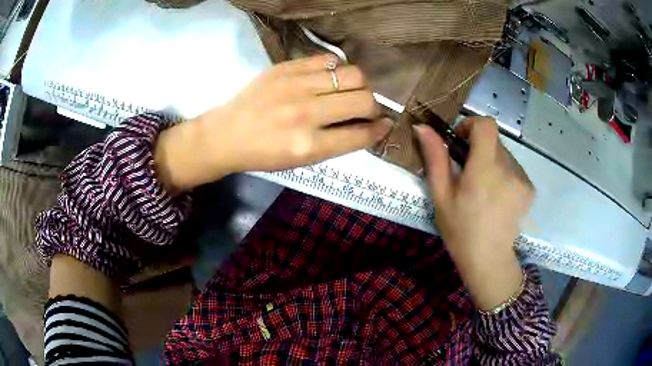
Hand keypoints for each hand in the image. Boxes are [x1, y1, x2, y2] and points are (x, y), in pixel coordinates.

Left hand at [155, 55, 391, 190]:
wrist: (226, 134)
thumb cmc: (263, 154)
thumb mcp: (302, 160)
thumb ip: (337, 143)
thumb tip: (370, 125)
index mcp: (310, 146)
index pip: (361, 134)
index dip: (380, 129)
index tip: (385, 124)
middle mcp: (307, 114)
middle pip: (364, 99)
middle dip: (374, 106)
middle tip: (365, 108)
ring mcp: (295, 86)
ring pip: (352, 74)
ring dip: (360, 84)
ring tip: (349, 90)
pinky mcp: (286, 68)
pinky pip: (328, 60)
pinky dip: (337, 69)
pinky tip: (329, 77)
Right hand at [415, 117, 533, 310]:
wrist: (489, 260)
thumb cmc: (460, 230)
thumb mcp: (441, 196)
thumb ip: (435, 158)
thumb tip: (423, 127)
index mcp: (484, 170)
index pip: (486, 125)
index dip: (471, 125)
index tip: (461, 141)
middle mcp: (508, 169)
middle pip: (494, 139)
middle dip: (479, 148)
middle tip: (469, 173)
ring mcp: (522, 179)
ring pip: (504, 153)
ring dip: (492, 161)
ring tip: (484, 188)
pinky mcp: (530, 188)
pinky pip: (514, 167)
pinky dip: (504, 173)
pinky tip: (497, 196)